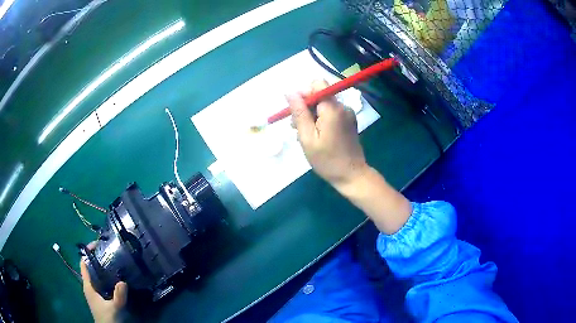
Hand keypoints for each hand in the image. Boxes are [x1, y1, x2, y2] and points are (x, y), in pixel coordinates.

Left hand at [80, 242, 127, 322]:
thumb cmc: (108, 320)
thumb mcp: (114, 309)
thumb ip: (118, 297)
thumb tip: (123, 281)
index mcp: (88, 286)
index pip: (83, 264)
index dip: (87, 252)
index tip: (97, 244)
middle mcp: (89, 286)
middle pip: (90, 267)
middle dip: (97, 258)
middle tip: (108, 251)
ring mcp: (95, 292)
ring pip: (96, 275)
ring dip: (102, 267)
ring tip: (113, 261)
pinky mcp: (100, 297)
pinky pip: (101, 282)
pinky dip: (106, 277)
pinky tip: (115, 277)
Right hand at [288, 80, 368, 189]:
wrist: (352, 175)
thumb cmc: (327, 160)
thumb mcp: (307, 138)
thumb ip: (299, 113)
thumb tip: (290, 92)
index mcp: (332, 109)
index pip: (318, 84)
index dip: (304, 94)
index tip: (297, 111)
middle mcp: (342, 107)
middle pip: (320, 94)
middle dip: (306, 107)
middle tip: (297, 128)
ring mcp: (347, 114)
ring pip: (324, 104)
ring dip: (312, 115)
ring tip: (306, 135)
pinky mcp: (349, 121)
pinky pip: (331, 113)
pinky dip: (321, 120)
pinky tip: (317, 136)